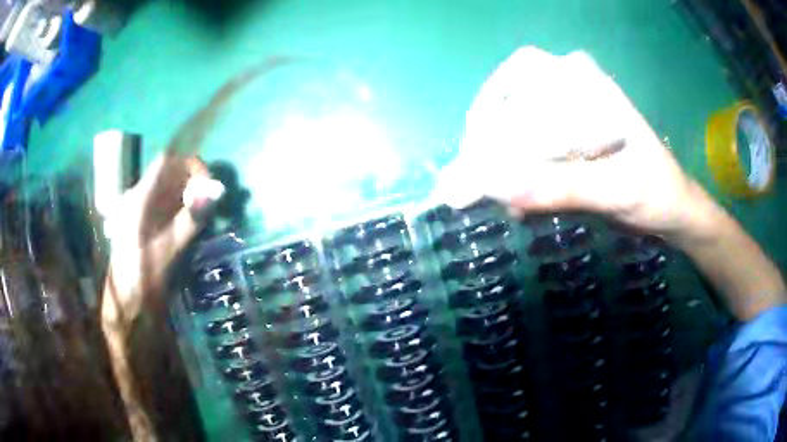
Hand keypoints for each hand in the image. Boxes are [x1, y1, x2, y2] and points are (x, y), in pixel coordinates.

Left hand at [101, 151, 224, 331]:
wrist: (126, 306)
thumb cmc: (142, 279)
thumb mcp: (168, 251)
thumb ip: (191, 219)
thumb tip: (218, 189)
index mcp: (140, 199)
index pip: (168, 162)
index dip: (191, 165)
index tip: (210, 186)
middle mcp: (141, 198)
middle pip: (171, 174)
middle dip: (195, 182)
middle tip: (213, 205)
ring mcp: (144, 211)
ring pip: (173, 190)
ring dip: (193, 197)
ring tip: (207, 218)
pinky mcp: (149, 224)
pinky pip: (171, 206)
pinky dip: (186, 211)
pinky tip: (194, 227)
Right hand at [435, 47, 714, 239]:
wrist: (672, 209)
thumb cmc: (656, 192)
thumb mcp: (618, 190)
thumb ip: (566, 187)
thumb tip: (504, 191)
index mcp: (588, 84)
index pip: (524, 76)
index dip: (490, 106)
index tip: (475, 149)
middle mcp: (573, 89)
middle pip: (512, 97)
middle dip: (487, 136)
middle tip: (469, 176)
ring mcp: (569, 114)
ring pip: (515, 121)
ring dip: (496, 156)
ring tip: (482, 191)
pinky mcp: (568, 140)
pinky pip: (528, 145)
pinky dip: (513, 171)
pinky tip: (512, 199)